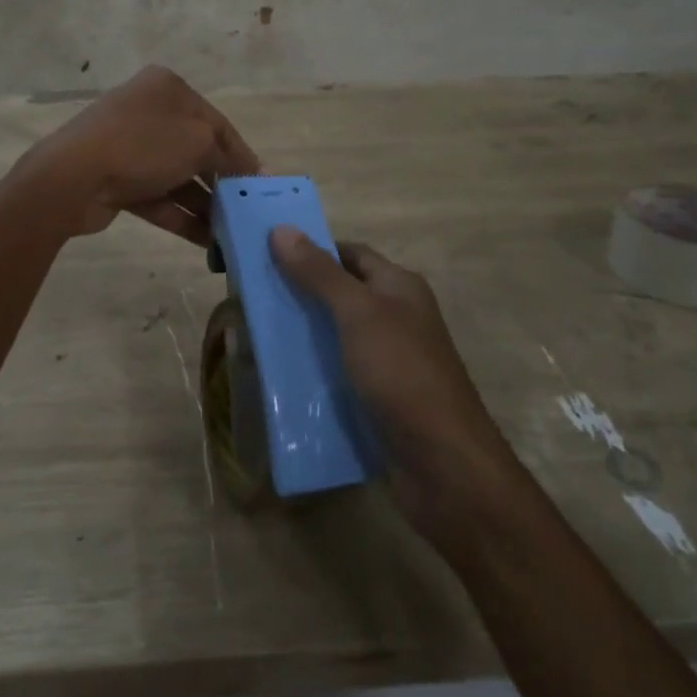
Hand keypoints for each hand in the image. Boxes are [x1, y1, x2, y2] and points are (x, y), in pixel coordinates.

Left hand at [27, 66, 259, 245]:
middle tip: (244, 212)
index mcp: (168, 89)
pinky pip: (157, 196)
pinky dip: (180, 215)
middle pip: (197, 150)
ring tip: (230, 234)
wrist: (72, 177)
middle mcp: (149, 111)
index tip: (260, 186)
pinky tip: (206, 242)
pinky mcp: (116, 178)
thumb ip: (228, 156)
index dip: (242, 155)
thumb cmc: (144, 146)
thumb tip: (248, 171)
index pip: (218, 123)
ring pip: (176, 176)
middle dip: (220, 183)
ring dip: (203, 205)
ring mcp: (129, 145)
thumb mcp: (199, 142)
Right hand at [271, 231, 519, 545]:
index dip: (312, 249)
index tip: (266, 253)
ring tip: (254, 336)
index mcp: (399, 287)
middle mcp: (396, 317)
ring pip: (336, 336)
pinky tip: (279, 378)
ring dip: (301, 335)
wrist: (444, 467)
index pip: (349, 253)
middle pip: (340, 293)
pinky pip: (338, 374)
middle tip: (252, 297)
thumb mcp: (359, 314)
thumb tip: (282, 229)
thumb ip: (320, 273)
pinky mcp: (378, 398)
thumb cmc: (403, 374)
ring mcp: (388, 360)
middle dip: (299, 293)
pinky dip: (312, 372)